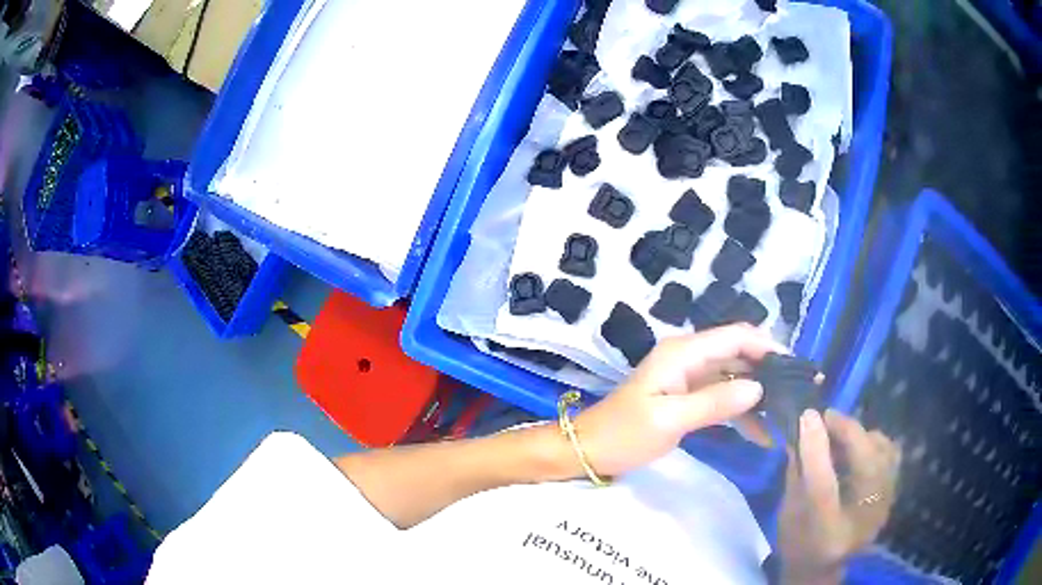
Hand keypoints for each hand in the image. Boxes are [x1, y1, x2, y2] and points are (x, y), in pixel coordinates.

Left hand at [573, 324, 786, 476]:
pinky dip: (741, 410)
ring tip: (785, 415)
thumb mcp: (669, 420)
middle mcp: (689, 357)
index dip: (768, 346)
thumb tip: (758, 388)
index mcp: (683, 352)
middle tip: (797, 393)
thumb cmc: (625, 434)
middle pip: (739, 353)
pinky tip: (760, 431)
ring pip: (734, 376)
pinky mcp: (687, 396)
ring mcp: (688, 376)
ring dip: (758, 394)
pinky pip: (722, 396)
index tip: (795, 367)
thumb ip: (715, 402)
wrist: (589, 450)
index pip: (736, 336)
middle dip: (769, 370)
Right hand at [778, 410, 900, 584]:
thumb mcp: (787, 513)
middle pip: (865, 465)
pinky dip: (876, 442)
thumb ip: (796, 472)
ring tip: (842, 433)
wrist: (822, 568)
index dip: (817, 448)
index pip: (823, 487)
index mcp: (826, 535)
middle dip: (847, 431)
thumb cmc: (797, 544)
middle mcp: (862, 523)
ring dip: (862, 435)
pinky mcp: (892, 497)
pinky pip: (892, 456)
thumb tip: (803, 427)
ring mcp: (883, 509)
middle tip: (826, 417)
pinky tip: (859, 445)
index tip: (808, 415)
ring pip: (884, 454)